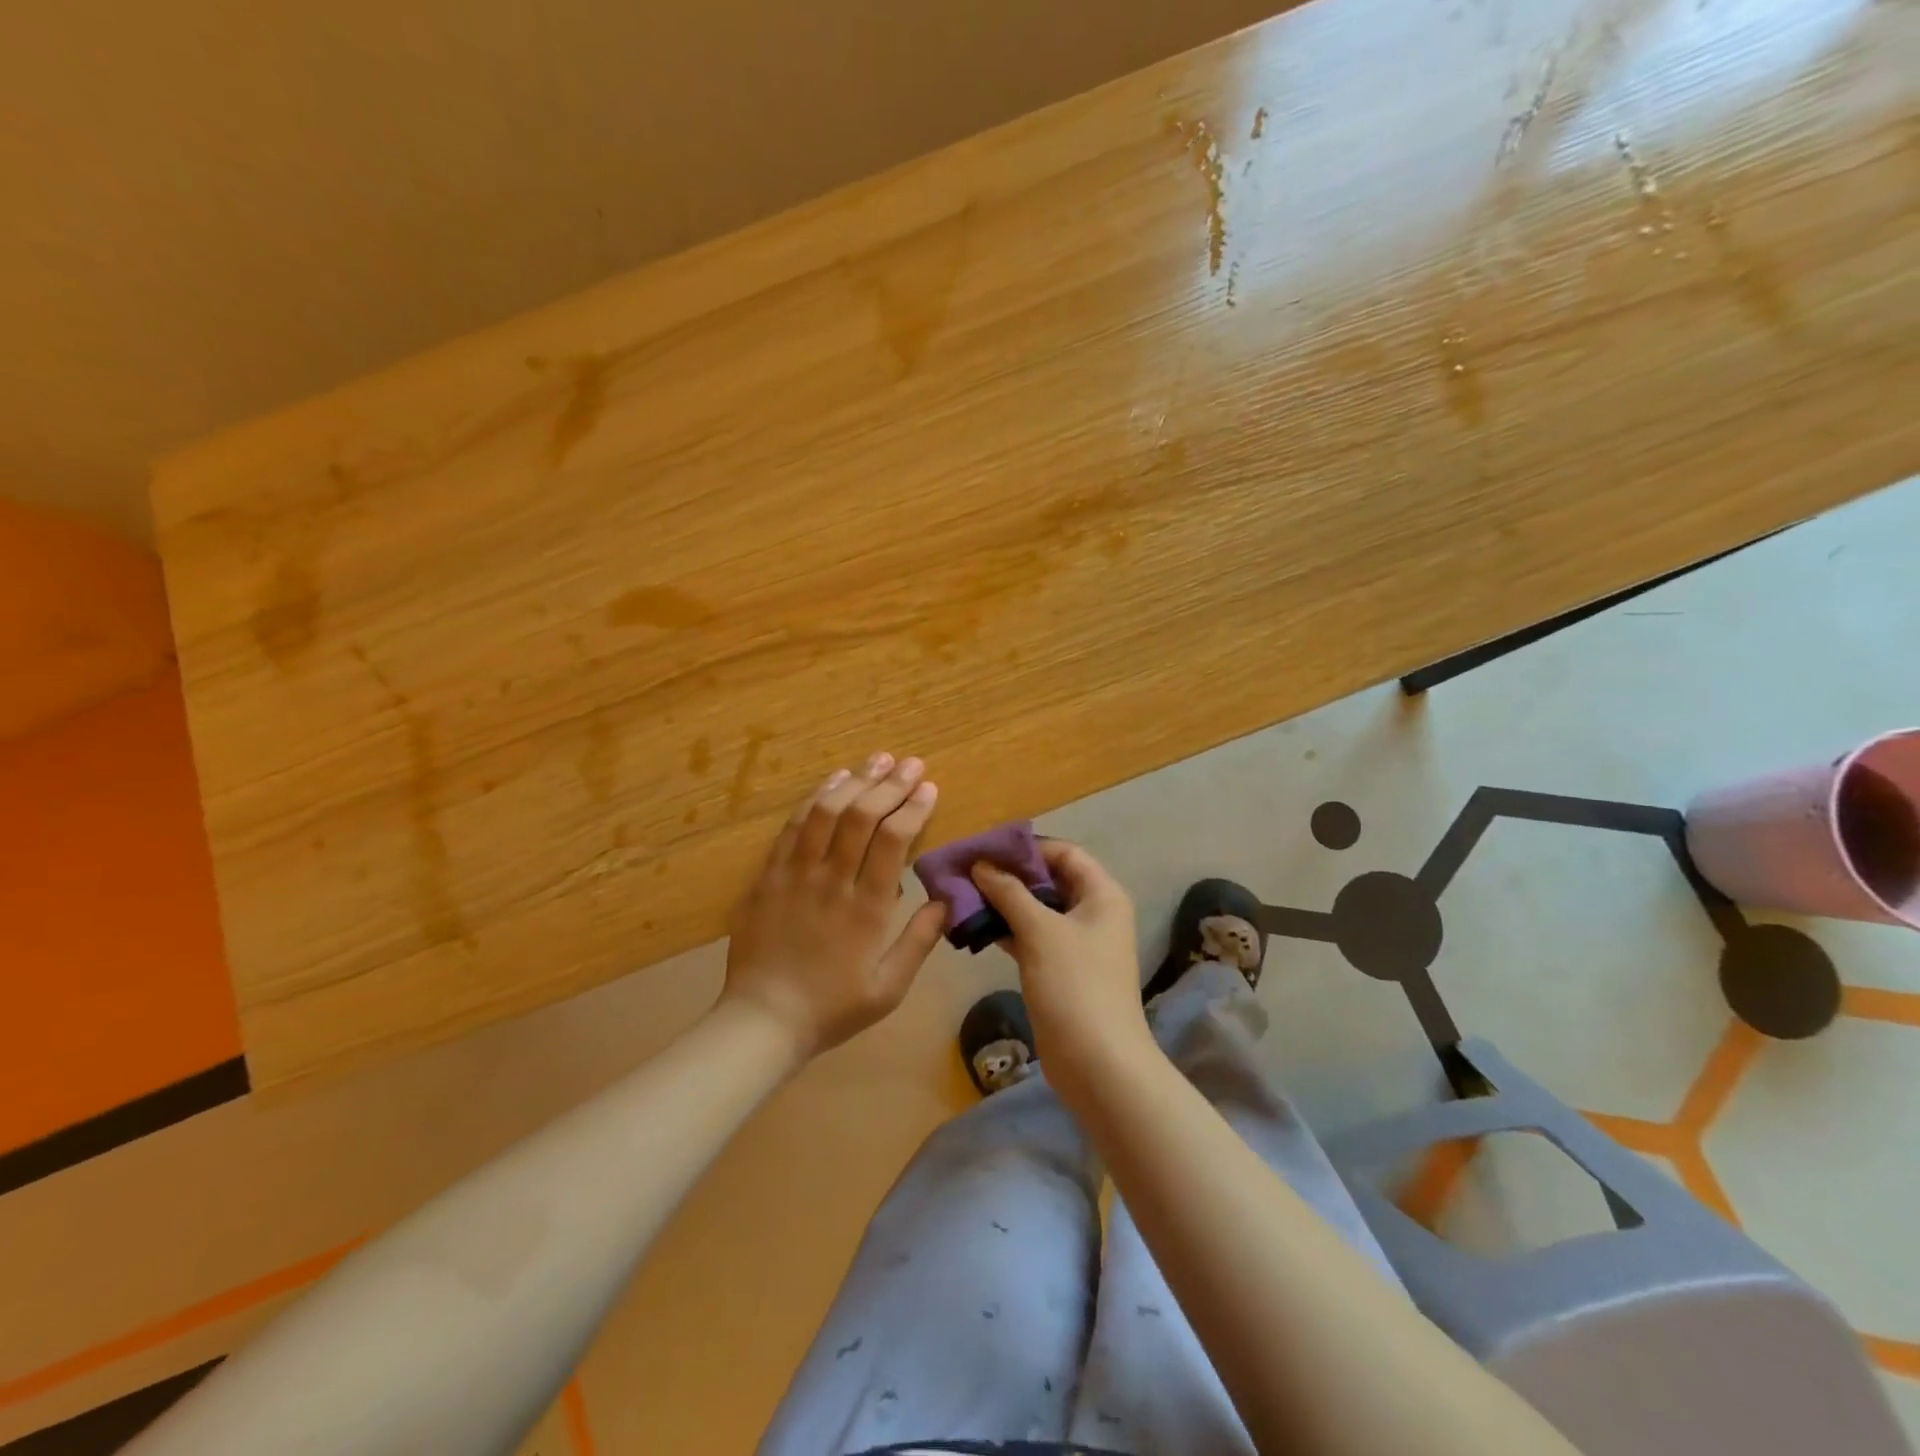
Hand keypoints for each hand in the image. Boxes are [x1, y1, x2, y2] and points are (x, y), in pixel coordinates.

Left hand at [721, 751, 947, 1061]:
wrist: (762, 1020)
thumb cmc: (832, 1008)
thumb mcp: (888, 988)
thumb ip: (919, 941)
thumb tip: (945, 900)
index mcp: (867, 908)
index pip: (893, 840)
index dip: (913, 807)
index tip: (929, 787)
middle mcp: (832, 880)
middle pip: (862, 816)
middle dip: (890, 784)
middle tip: (910, 763)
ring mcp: (795, 873)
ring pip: (826, 812)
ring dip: (855, 781)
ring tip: (877, 760)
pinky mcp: (769, 874)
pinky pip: (793, 826)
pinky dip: (815, 798)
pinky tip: (833, 780)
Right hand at [972, 840, 1153, 1088]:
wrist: (1098, 1064)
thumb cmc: (1075, 985)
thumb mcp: (1040, 931)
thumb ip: (1009, 892)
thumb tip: (981, 864)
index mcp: (1101, 894)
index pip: (1063, 852)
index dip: (1026, 847)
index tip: (985, 848)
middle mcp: (1093, 912)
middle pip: (1049, 879)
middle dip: (1009, 874)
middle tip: (967, 870)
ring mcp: (1077, 943)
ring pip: (1037, 909)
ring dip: (1004, 902)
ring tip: (963, 895)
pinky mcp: (1060, 969)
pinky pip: (1031, 937)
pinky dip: (1006, 930)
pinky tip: (974, 927)